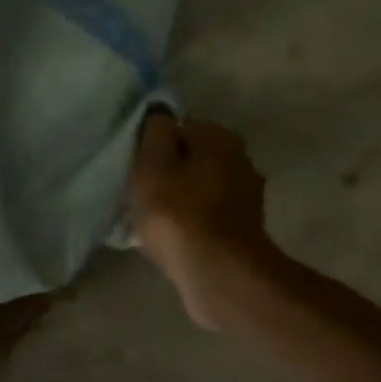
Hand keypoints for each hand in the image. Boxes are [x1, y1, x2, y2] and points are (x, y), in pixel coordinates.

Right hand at [128, 113, 279, 331]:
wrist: (217, 271)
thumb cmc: (177, 213)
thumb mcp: (152, 166)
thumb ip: (155, 134)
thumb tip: (159, 110)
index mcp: (220, 139)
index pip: (180, 126)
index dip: (154, 143)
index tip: (134, 164)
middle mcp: (241, 159)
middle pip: (193, 155)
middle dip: (168, 167)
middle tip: (138, 188)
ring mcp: (245, 195)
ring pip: (200, 183)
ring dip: (178, 193)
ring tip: (150, 212)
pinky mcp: (241, 225)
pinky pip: (206, 210)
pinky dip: (189, 215)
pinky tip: (169, 231)